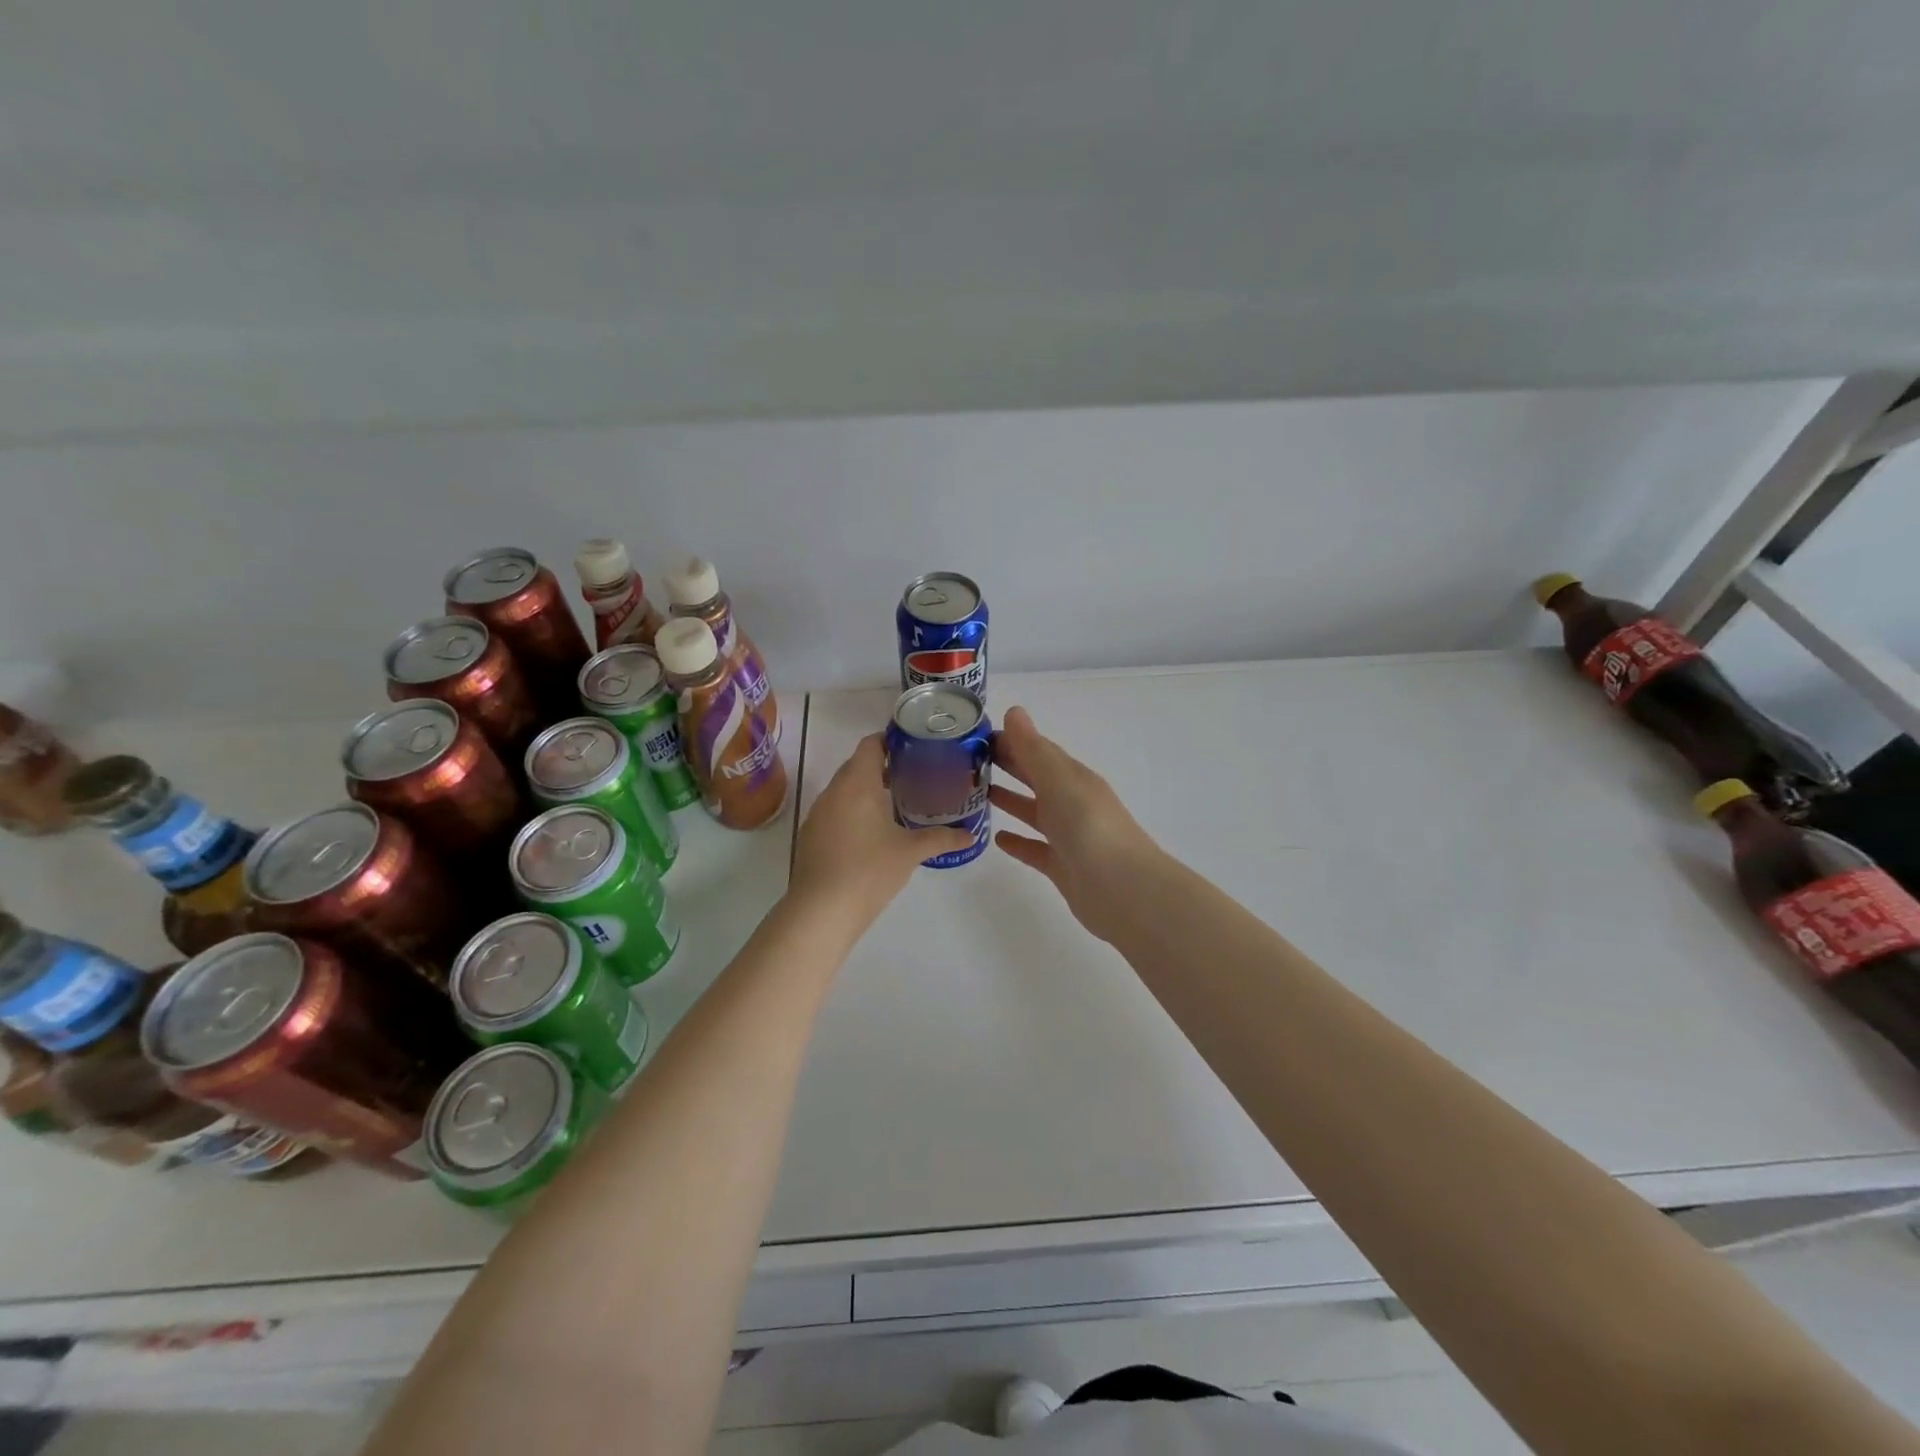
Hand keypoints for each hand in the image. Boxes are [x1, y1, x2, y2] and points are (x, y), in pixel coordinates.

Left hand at [788, 733, 972, 925]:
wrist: (821, 912)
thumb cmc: (869, 871)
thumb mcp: (910, 852)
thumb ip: (941, 838)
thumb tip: (970, 835)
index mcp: (857, 784)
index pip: (871, 744)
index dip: (892, 740)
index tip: (916, 748)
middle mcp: (833, 791)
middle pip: (858, 765)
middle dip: (885, 767)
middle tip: (917, 776)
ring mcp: (818, 814)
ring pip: (845, 789)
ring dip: (869, 790)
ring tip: (899, 802)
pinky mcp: (811, 836)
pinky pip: (836, 810)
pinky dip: (855, 811)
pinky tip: (874, 832)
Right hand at [991, 706, 1158, 940]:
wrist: (1123, 889)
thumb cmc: (1090, 827)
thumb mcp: (1059, 781)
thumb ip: (1034, 750)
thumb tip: (1014, 711)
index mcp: (1073, 778)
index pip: (1038, 751)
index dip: (1011, 740)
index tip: (976, 736)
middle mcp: (1071, 803)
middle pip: (1035, 778)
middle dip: (1008, 765)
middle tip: (968, 760)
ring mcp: (1068, 836)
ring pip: (1034, 812)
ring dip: (1010, 800)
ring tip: (975, 793)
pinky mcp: (1062, 867)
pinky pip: (1034, 849)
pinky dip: (1017, 841)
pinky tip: (996, 838)